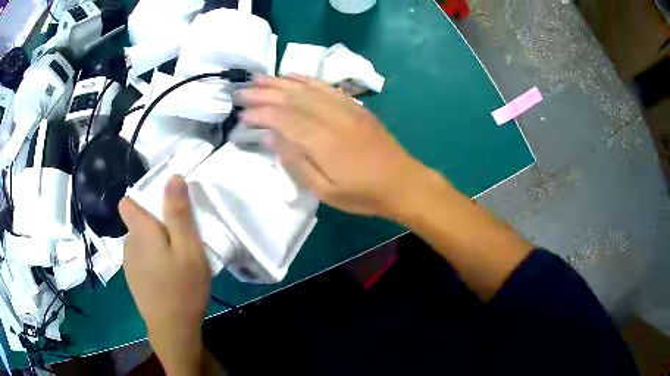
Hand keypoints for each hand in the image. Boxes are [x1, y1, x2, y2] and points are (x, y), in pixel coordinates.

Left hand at [119, 175, 210, 374]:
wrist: (172, 330)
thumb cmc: (182, 287)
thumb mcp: (188, 248)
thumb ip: (178, 213)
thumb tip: (172, 177)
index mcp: (139, 231)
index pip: (128, 203)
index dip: (143, 199)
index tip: (164, 209)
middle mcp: (128, 244)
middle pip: (139, 222)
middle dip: (157, 224)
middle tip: (181, 242)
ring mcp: (129, 264)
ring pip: (141, 242)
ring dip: (156, 244)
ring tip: (177, 262)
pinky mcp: (134, 280)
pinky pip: (142, 259)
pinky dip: (153, 261)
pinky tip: (168, 278)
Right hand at [238, 75, 427, 218]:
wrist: (403, 182)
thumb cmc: (363, 194)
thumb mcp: (325, 191)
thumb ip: (296, 163)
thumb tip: (271, 138)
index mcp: (323, 140)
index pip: (283, 119)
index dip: (260, 114)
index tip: (241, 114)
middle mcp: (332, 117)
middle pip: (292, 98)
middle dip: (263, 93)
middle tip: (241, 92)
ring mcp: (345, 108)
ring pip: (307, 88)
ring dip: (280, 82)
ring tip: (258, 79)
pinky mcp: (355, 106)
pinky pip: (326, 87)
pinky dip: (306, 79)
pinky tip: (292, 76)